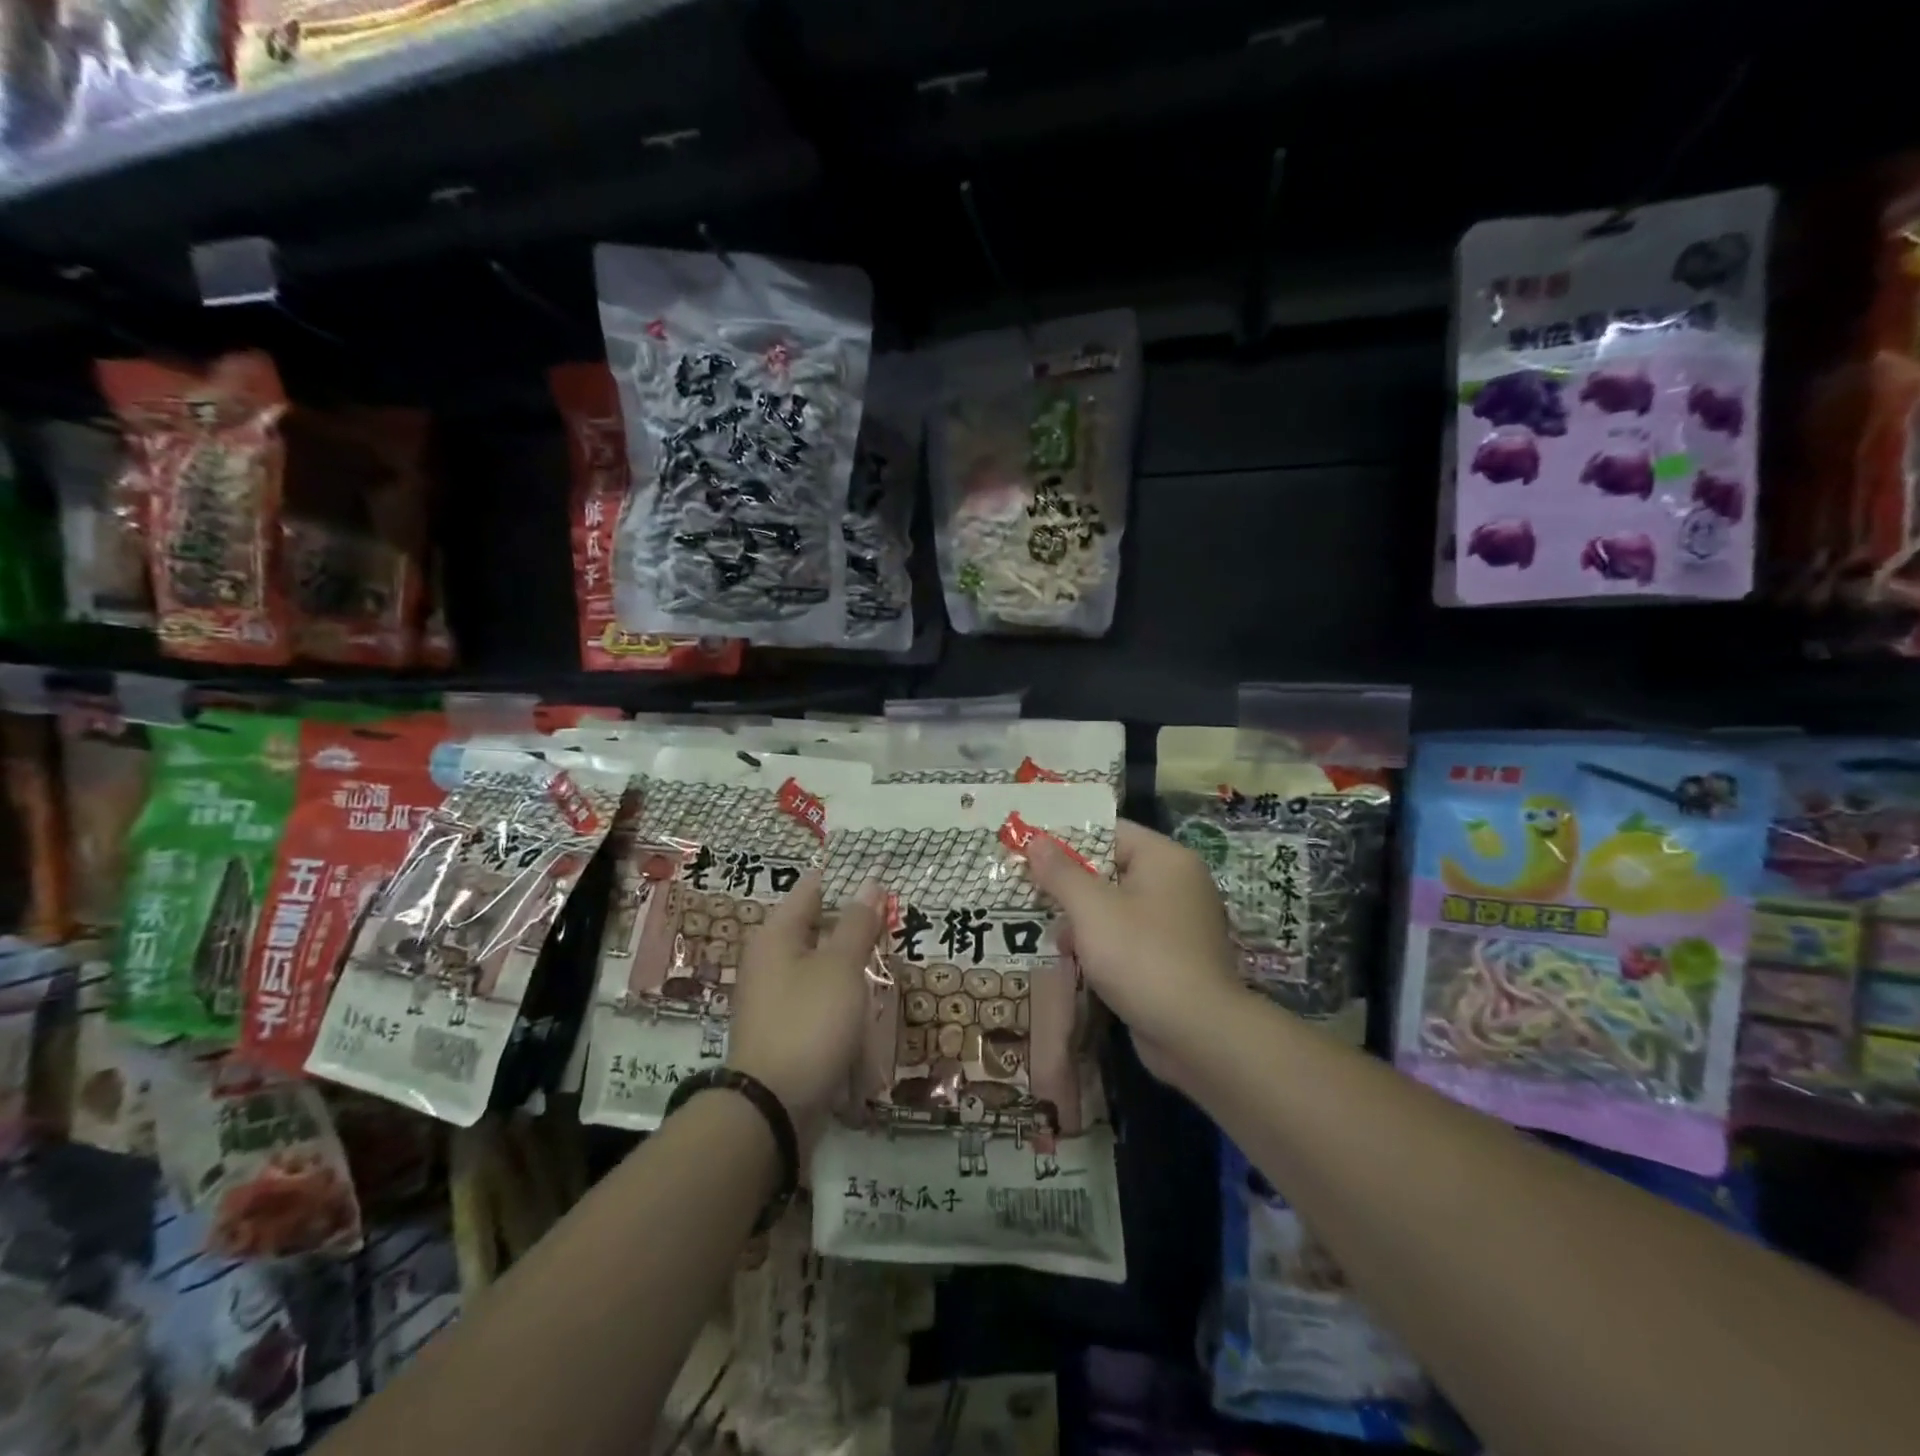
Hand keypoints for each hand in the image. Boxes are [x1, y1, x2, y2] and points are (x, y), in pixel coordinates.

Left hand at [726, 871, 883, 1143]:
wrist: (772, 1109)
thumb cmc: (808, 1023)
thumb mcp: (841, 968)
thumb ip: (857, 925)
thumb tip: (869, 884)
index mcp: (776, 935)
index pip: (813, 888)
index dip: (847, 881)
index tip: (883, 879)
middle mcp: (770, 960)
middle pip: (819, 928)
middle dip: (856, 926)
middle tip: (895, 922)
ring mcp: (776, 998)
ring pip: (823, 967)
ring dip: (854, 966)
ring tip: (890, 963)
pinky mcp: (787, 1030)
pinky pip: (820, 1001)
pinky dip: (844, 1000)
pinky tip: (870, 1006)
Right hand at [1024, 819, 1247, 1088]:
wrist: (1198, 1035)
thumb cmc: (1142, 957)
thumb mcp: (1092, 909)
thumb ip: (1061, 872)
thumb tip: (1035, 839)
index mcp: (1165, 859)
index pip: (1111, 832)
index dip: (1068, 839)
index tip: (1032, 851)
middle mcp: (1178, 884)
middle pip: (1113, 869)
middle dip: (1071, 884)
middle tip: (1030, 891)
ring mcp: (1179, 924)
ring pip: (1119, 907)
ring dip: (1083, 918)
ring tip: (1047, 931)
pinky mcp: (1175, 959)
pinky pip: (1131, 937)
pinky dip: (1103, 944)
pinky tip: (1073, 958)